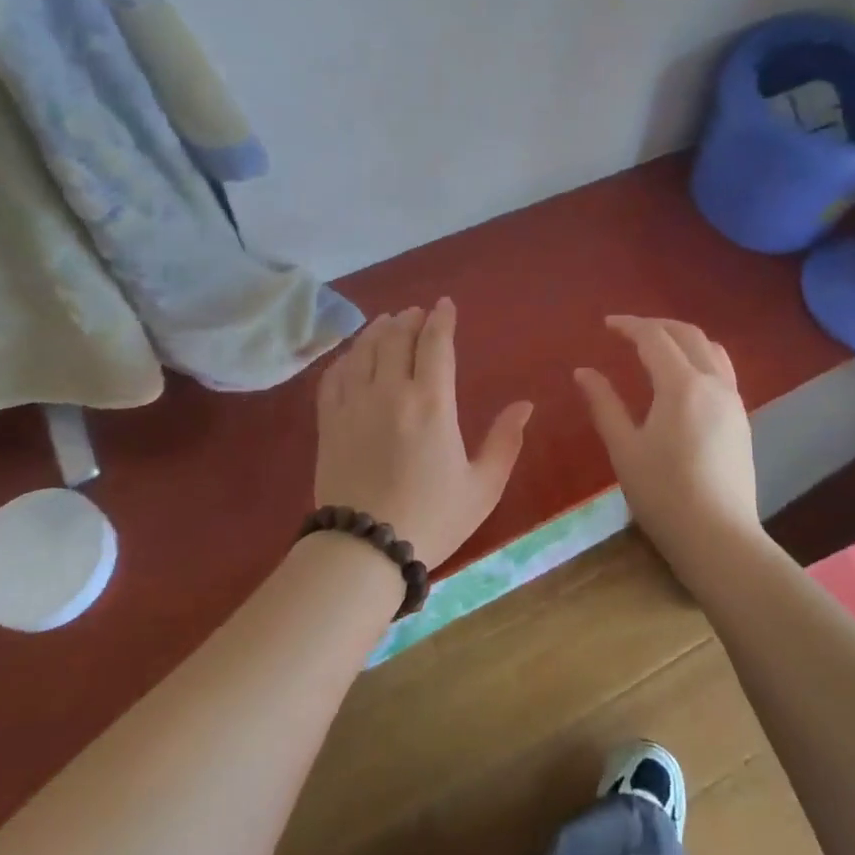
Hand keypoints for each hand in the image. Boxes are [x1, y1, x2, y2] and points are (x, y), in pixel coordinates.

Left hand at [314, 299, 533, 570]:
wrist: (364, 549)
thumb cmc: (432, 518)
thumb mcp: (482, 486)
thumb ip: (505, 441)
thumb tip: (525, 405)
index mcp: (431, 403)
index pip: (435, 343)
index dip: (441, 319)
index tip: (445, 305)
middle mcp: (390, 391)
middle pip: (397, 337)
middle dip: (409, 319)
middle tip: (416, 312)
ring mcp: (354, 403)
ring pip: (364, 349)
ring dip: (378, 330)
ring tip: (388, 322)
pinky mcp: (330, 421)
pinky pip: (334, 375)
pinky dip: (346, 356)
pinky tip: (353, 355)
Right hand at [574, 316, 759, 565]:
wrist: (718, 538)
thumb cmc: (663, 494)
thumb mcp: (624, 448)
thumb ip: (604, 404)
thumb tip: (583, 372)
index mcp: (682, 385)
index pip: (654, 338)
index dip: (629, 326)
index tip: (606, 324)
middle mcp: (713, 383)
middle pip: (688, 335)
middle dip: (657, 326)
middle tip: (628, 330)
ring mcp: (733, 401)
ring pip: (712, 350)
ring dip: (682, 338)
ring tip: (657, 346)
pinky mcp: (741, 420)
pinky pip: (722, 371)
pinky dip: (700, 358)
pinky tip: (682, 378)